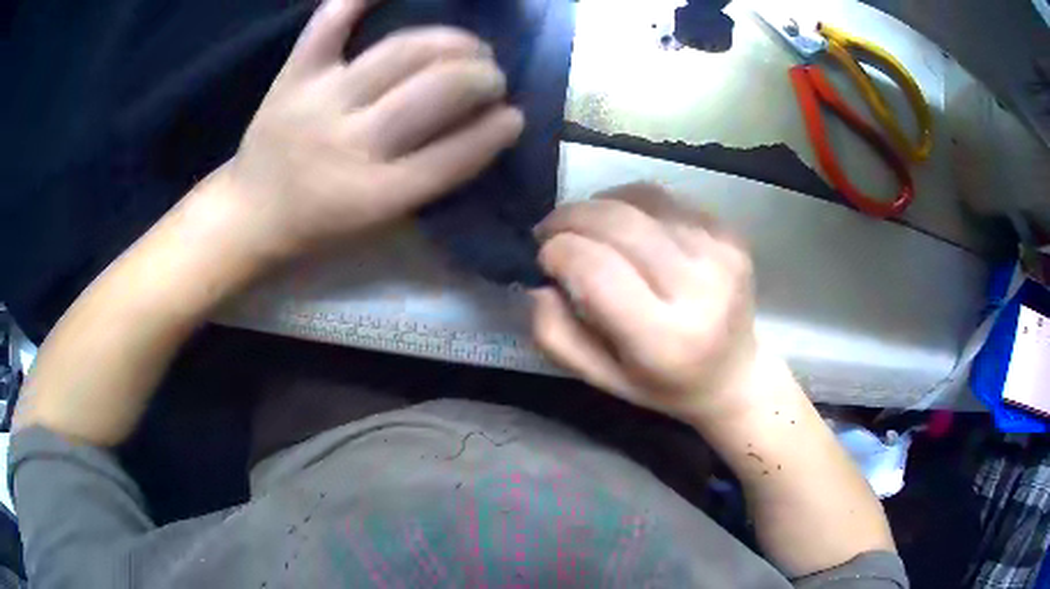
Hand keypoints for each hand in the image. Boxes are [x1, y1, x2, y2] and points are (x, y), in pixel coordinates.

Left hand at [211, 0, 523, 261]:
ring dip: (451, 42)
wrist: (250, 211)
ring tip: (468, 46)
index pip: (455, 155)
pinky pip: (330, 24)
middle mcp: (349, 144)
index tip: (514, 116)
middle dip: (481, 78)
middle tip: (491, 76)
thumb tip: (482, 124)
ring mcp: (319, 101)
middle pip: (435, 92)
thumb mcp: (378, 224)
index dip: (495, 131)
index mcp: (374, 196)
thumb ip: (429, 179)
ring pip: (401, 51)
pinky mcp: (294, 76)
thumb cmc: (319, 224)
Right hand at [531, 184, 760, 423]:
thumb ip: (556, 335)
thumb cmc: (662, 385)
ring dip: (600, 205)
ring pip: (640, 200)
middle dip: (570, 217)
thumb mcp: (600, 379)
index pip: (596, 270)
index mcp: (664, 339)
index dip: (558, 251)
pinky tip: (627, 225)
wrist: (734, 375)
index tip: (545, 258)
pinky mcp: (730, 234)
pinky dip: (633, 202)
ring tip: (587, 226)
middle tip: (552, 231)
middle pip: (617, 223)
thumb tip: (539, 282)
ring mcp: (721, 254)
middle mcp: (699, 289)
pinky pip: (666, 199)